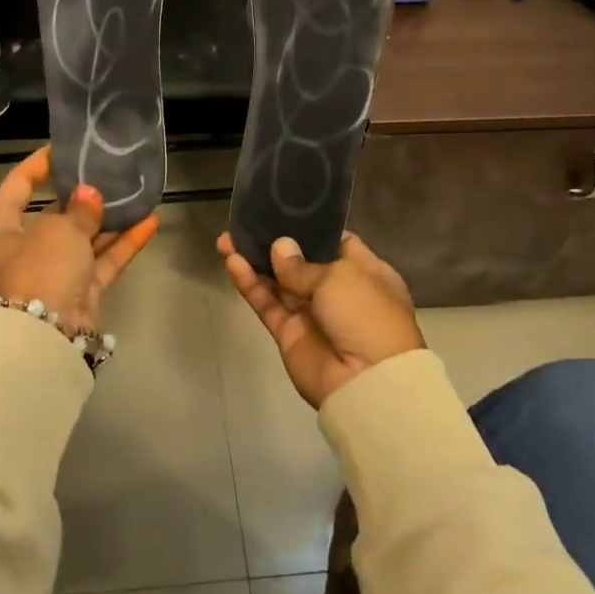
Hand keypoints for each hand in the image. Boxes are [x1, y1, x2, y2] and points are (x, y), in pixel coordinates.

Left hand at [0, 148, 158, 330]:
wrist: (48, 340)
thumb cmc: (40, 270)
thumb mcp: (58, 230)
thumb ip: (79, 209)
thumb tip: (90, 196)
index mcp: (0, 231)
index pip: (16, 187)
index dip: (38, 166)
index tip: (63, 149)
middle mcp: (22, 251)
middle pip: (53, 215)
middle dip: (81, 196)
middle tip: (107, 171)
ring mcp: (52, 274)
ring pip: (82, 239)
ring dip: (108, 219)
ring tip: (135, 193)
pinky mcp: (79, 293)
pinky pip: (101, 261)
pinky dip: (122, 244)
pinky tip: (150, 222)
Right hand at [217, 231, 425, 408]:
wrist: (367, 382)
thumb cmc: (366, 314)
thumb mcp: (341, 276)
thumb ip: (303, 263)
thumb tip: (280, 249)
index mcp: (365, 272)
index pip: (336, 243)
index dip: (310, 229)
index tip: (284, 211)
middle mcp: (339, 291)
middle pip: (300, 262)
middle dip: (274, 244)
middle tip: (246, 224)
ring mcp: (312, 313)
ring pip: (278, 282)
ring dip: (254, 261)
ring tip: (227, 239)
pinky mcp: (289, 334)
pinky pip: (267, 304)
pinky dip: (250, 285)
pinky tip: (232, 263)